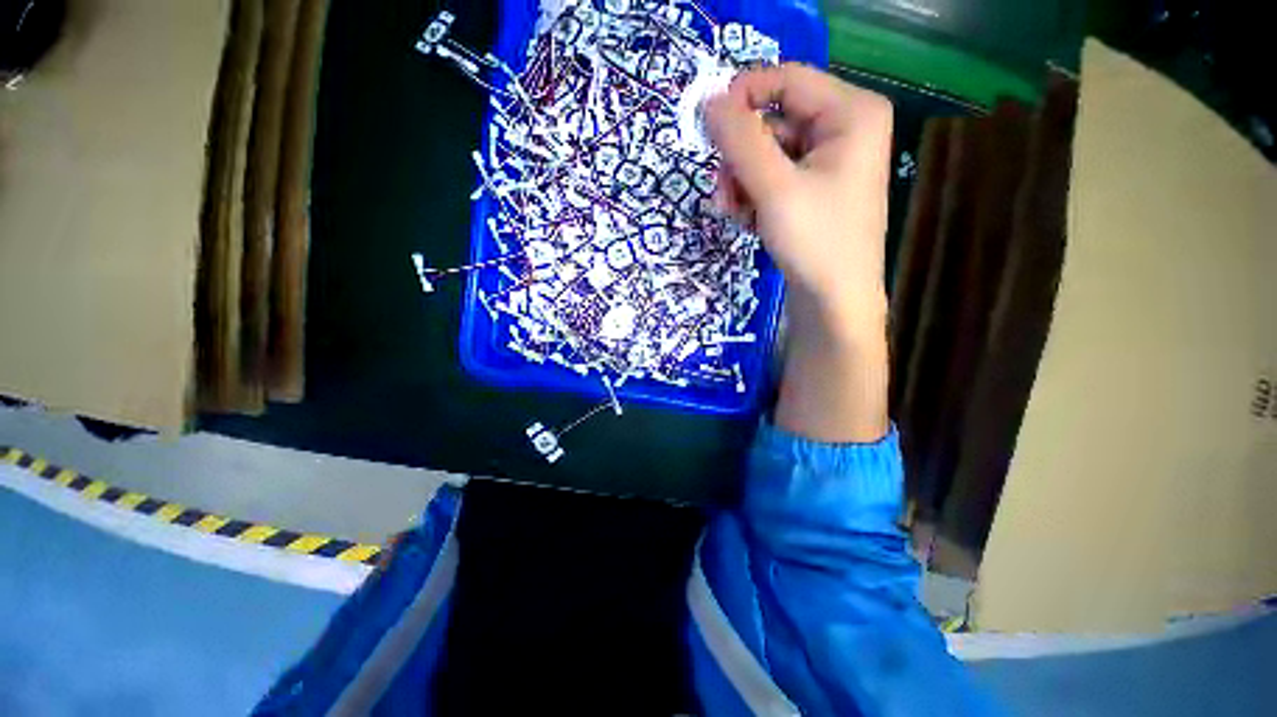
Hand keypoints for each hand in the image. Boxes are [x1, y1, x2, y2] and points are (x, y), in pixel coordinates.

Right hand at [705, 63, 892, 327]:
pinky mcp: (813, 190)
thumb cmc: (815, 242)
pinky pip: (773, 178)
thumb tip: (708, 101)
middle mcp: (843, 128)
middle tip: (723, 194)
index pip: (786, 79)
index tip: (708, 130)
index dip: (742, 98)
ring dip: (742, 183)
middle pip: (773, 121)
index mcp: (851, 112)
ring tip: (737, 215)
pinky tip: (751, 222)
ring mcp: (828, 162)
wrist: (834, 302)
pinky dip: (754, 197)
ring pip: (767, 154)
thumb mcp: (774, 188)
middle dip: (741, 159)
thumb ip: (740, 141)